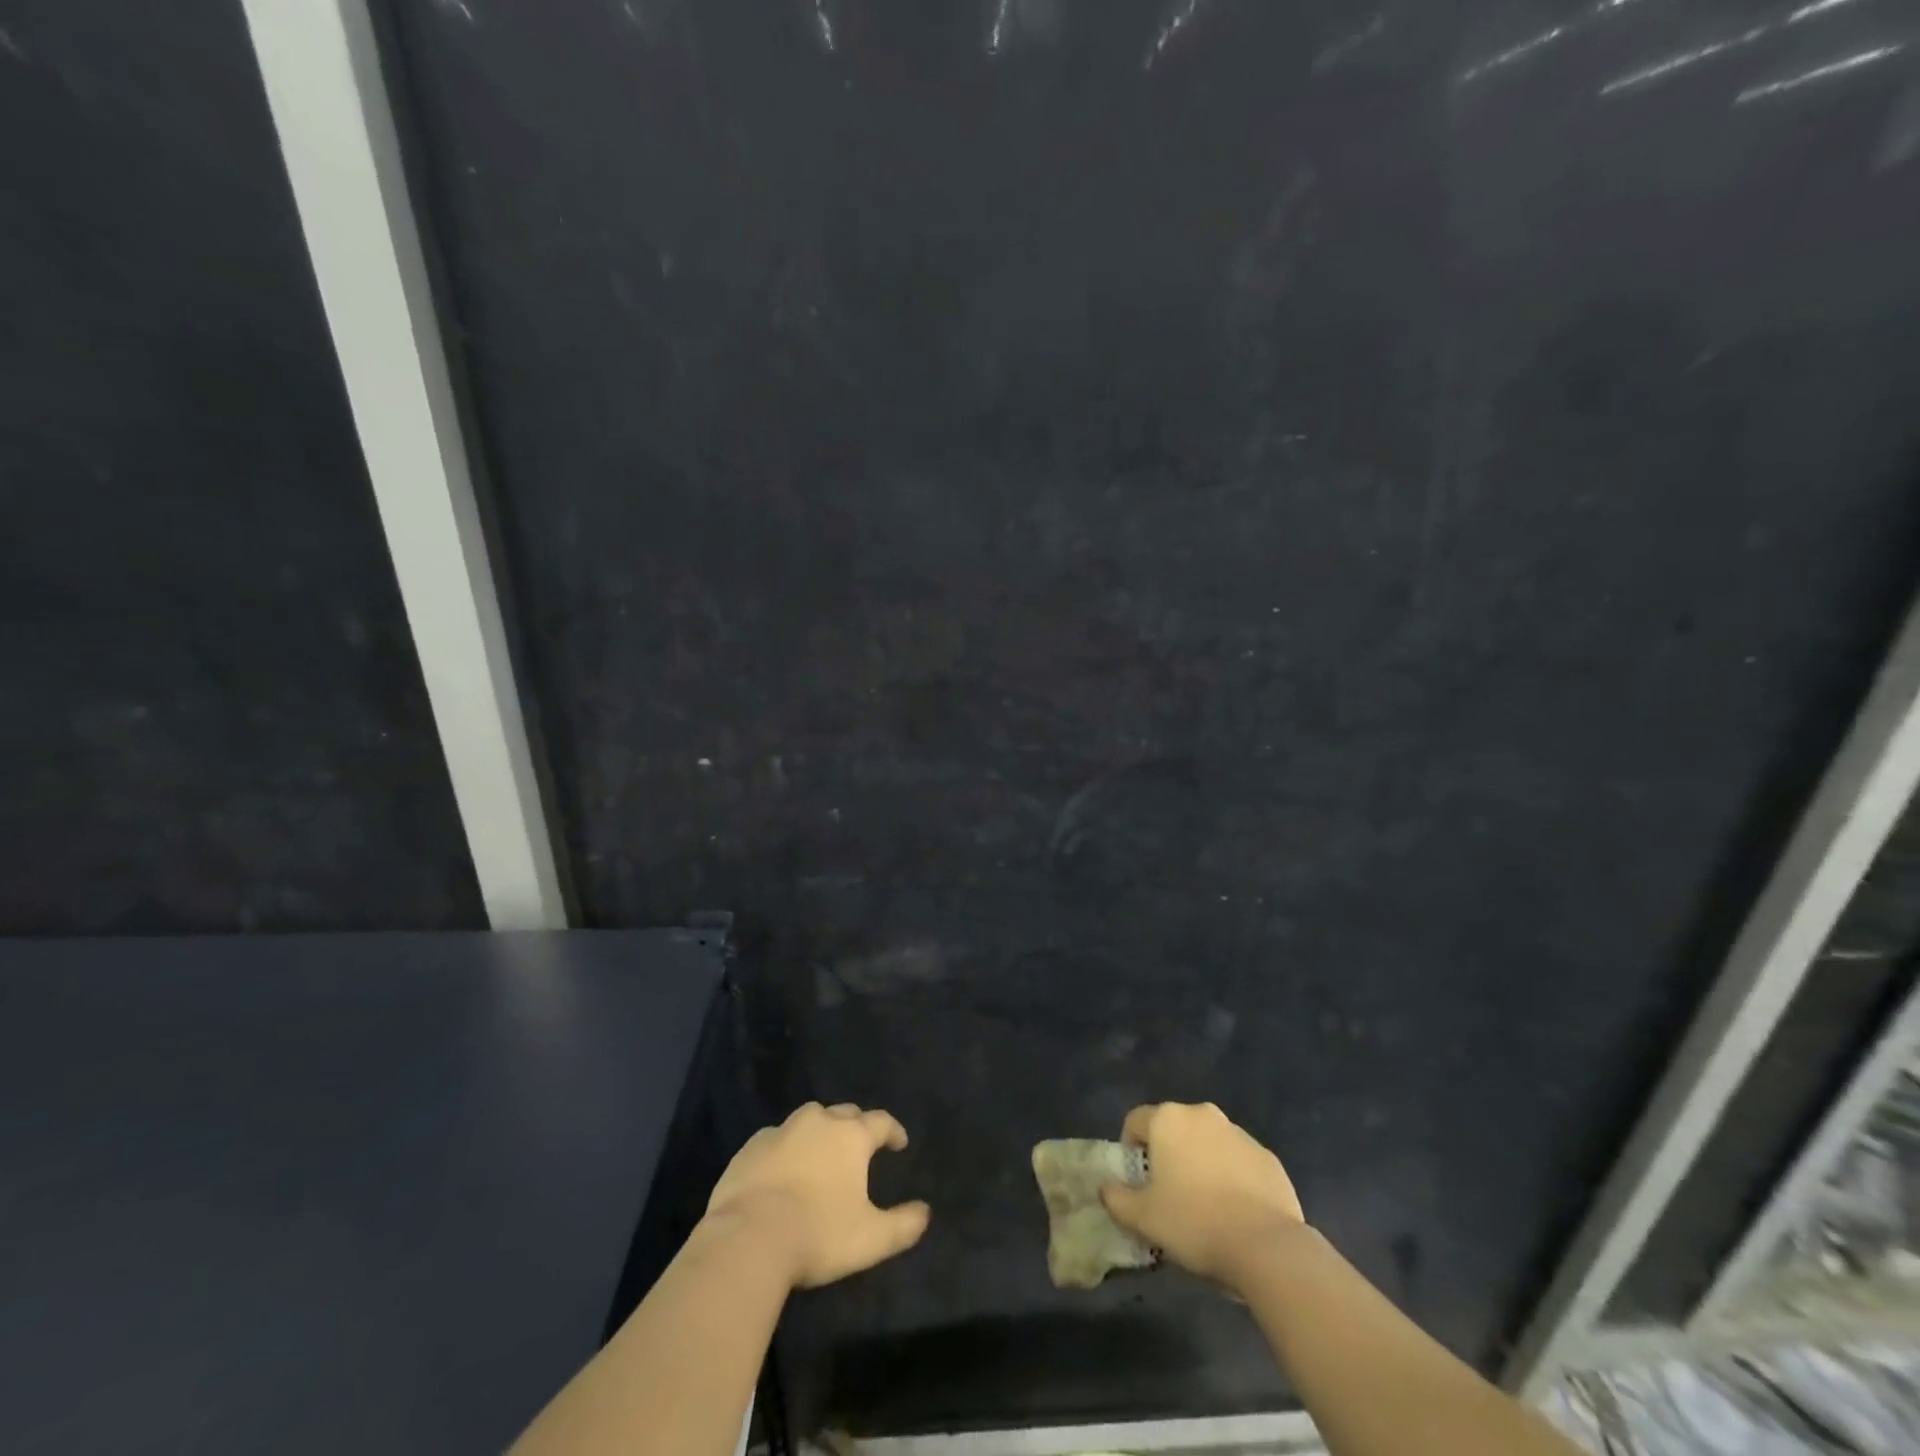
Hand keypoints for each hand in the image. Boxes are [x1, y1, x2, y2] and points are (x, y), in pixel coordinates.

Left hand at [705, 1101, 930, 1289]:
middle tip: (859, 1146)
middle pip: (844, 1113)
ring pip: (809, 1119)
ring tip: (821, 1152)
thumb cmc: (817, 1234)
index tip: (899, 1143)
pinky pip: (776, 1138)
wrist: (747, 1238)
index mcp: (851, 1136)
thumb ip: (903, 1225)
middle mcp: (818, 1122)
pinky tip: (782, 1168)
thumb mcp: (871, 1239)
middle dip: (856, 1125)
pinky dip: (786, 1147)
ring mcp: (781, 1131)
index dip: (893, 1131)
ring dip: (819, 1130)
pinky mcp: (751, 1147)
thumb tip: (925, 1213)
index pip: (880, 1121)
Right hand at [1101, 1102, 1304, 1291]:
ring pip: (1207, 1142)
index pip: (1135, 1121)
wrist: (1267, 1247)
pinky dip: (1231, 1177)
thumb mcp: (1142, 1218)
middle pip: (1173, 1129)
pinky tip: (1236, 1212)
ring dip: (1200, 1163)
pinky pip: (1238, 1161)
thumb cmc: (1194, 1223)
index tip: (1138, 1183)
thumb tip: (1107, 1188)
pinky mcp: (1267, 1156)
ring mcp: (1239, 1133)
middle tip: (1169, 1194)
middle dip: (1168, 1155)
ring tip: (1205, 1206)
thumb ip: (1116, 1198)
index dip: (1130, 1150)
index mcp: (1168, 1119)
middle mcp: (1202, 1114)